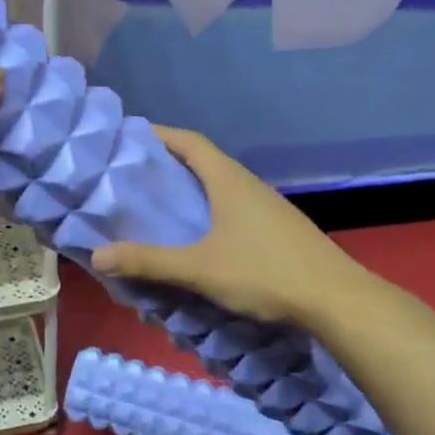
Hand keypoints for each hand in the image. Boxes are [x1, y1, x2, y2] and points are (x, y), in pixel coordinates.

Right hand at [90, 125, 362, 328]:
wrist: (336, 300)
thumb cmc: (264, 272)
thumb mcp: (199, 268)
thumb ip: (149, 262)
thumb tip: (97, 256)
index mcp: (228, 180)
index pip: (189, 141)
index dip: (159, 134)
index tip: (129, 137)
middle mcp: (247, 185)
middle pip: (202, 161)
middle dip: (167, 164)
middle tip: (132, 176)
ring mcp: (266, 206)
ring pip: (219, 186)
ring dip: (189, 190)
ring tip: (159, 206)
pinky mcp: (276, 229)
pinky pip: (232, 207)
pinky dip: (208, 211)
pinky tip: (198, 237)